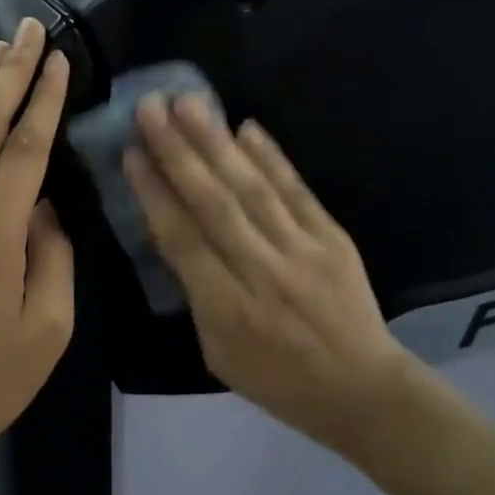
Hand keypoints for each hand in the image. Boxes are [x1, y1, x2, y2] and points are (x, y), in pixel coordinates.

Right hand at [124, 95, 416, 458]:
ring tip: (189, 103)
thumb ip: (195, 296)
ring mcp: (302, 251)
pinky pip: (298, 192)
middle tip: (150, 108)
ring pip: (252, 189)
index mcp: (227, 309)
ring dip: (217, 143)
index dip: (154, 193)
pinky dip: (272, 158)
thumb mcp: (218, 354)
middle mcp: (262, 272)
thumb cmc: (279, 382)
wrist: (362, 391)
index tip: (131, 153)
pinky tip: (247, 127)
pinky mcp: (333, 239)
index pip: (182, 239)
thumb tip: (177, 237)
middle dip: (178, 152)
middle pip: (213, 203)